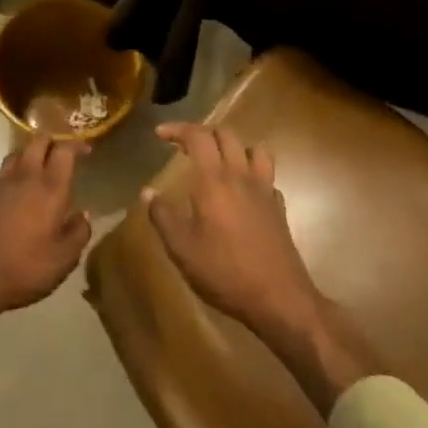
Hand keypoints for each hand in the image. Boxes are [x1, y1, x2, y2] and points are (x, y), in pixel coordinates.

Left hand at [0, 135, 92, 334]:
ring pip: (15, 155)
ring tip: (35, 172)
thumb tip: (83, 214)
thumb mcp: (63, 261)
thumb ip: (79, 233)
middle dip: (52, 141)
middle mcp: (23, 177)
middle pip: (37, 141)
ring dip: (28, 157)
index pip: (65, 150)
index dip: (77, 145)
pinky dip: (5, 180)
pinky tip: (6, 196)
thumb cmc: (23, 269)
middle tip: (60, 155)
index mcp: (49, 190)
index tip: (86, 151)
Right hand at [142, 122, 317, 341]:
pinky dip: (252, 174)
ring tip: (218, 161)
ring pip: (254, 149)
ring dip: (234, 147)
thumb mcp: (182, 248)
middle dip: (203, 133)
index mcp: (214, 181)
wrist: (278, 298)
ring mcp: (265, 191)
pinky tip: (242, 192)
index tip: (160, 134)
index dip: (178, 129)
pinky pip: (267, 177)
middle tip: (184, 146)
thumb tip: (148, 192)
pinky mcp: (279, 208)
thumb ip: (162, 216)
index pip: (198, 136)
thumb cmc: (224, 272)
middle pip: (227, 135)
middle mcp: (242, 176)